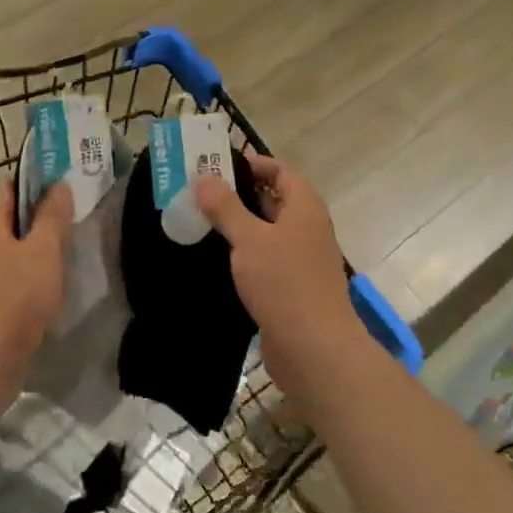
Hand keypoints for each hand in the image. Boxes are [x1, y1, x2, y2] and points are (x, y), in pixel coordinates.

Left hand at [0, 182, 73, 401]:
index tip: (68, 191)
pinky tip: (51, 285)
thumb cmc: (16, 299)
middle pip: (10, 217)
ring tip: (69, 253)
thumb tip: (58, 184)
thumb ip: (52, 216)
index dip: (38, 184)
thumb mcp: (44, 252)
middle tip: (75, 223)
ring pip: (11, 247)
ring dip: (37, 248)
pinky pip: (9, 273)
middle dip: (41, 218)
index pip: (9, 186)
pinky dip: (29, 273)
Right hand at [196, 153, 363, 391]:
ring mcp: (301, 260)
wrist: (313, 348)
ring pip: (266, 233)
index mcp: (305, 208)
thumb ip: (226, 207)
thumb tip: (204, 178)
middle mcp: (307, 229)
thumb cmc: (284, 283)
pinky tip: (214, 260)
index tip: (216, 166)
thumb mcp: (249, 239)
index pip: (280, 172)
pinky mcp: (290, 287)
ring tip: (198, 223)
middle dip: (237, 195)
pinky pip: (264, 260)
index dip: (252, 164)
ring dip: (237, 227)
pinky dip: (242, 255)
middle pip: (272, 201)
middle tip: (198, 194)